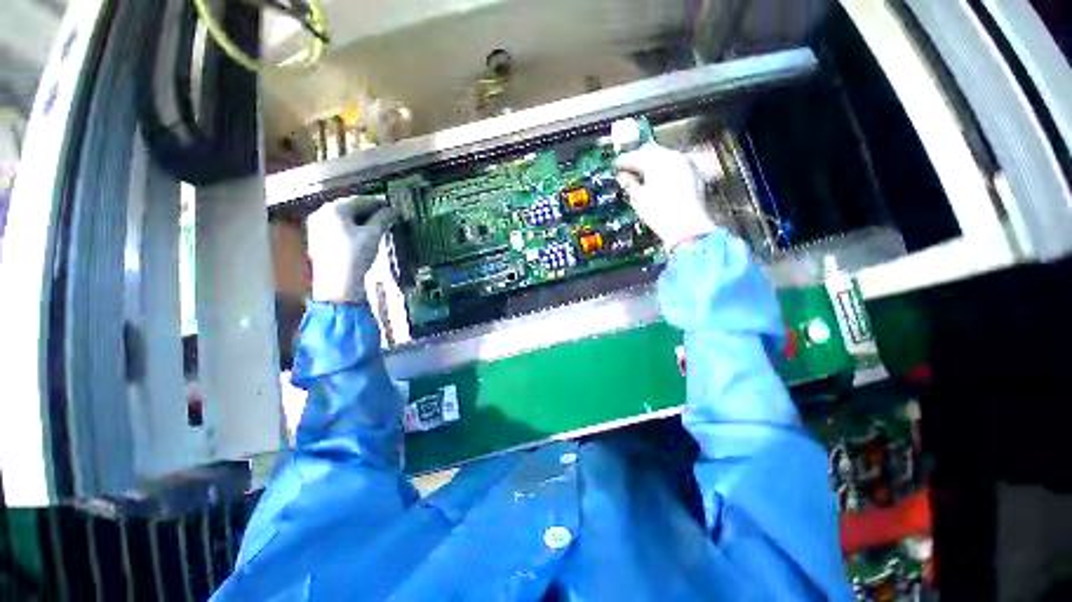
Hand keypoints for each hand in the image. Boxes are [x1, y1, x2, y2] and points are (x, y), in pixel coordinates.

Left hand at [306, 197, 395, 303]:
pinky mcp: (318, 238)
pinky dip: (351, 227)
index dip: (379, 202)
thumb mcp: (373, 235)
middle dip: (369, 210)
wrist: (338, 283)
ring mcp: (317, 226)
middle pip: (350, 207)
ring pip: (343, 217)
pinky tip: (362, 233)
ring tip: (377, 224)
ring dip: (361, 219)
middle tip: (386, 214)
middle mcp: (322, 213)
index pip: (361, 200)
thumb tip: (394, 210)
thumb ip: (383, 219)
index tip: (392, 206)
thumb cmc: (355, 256)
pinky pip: (337, 226)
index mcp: (334, 209)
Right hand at [616, 142, 716, 249]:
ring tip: (642, 175)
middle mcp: (673, 157)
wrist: (687, 227)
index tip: (617, 165)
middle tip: (628, 168)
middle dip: (639, 158)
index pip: (635, 156)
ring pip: (665, 156)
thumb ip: (629, 184)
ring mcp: (686, 164)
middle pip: (651, 150)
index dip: (623, 161)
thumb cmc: (659, 214)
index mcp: (657, 162)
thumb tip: (622, 177)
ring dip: (652, 162)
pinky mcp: (694, 173)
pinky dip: (664, 169)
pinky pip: (675, 164)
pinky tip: (658, 181)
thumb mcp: (638, 199)